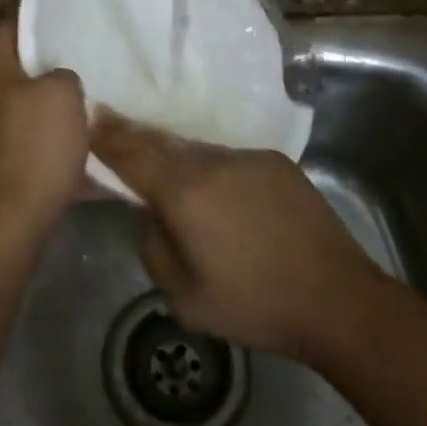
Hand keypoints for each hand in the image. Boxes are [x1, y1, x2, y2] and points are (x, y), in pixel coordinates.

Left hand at [0, 16, 88, 236]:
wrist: (19, 213)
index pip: (7, 28)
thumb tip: (62, 81)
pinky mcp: (14, 166)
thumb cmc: (37, 143)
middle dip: (50, 61)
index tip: (57, 7)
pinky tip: (93, 142)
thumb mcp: (62, 92)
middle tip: (84, 51)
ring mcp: (0, 136)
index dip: (28, 13)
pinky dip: (65, 140)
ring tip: (95, 94)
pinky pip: (44, 143)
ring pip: (34, 107)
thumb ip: (64, 75)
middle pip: (21, 69)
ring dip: (60, 102)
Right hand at [92, 110, 381, 359]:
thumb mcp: (183, 298)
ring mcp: (247, 158)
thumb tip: (147, 213)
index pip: (132, 155)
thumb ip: (152, 246)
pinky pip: (229, 158)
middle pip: (161, 142)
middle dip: (133, 134)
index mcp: (184, 193)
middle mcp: (212, 163)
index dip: (106, 137)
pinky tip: (218, 189)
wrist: (337, 300)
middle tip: (111, 121)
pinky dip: (212, 168)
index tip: (89, 118)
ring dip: (175, 154)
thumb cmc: (254, 306)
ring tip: (163, 162)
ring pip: (197, 150)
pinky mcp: (276, 162)